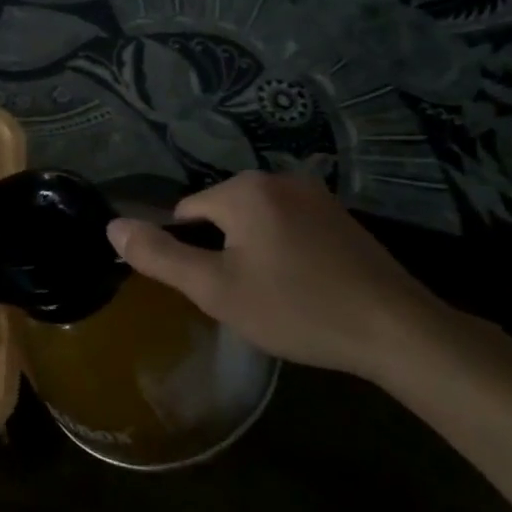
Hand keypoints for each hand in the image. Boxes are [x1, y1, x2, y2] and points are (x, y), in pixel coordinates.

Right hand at [105, 171, 451, 382]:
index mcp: (243, 190)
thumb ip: (158, 255)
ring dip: (253, 253)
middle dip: (223, 252)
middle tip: (247, 296)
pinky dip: (285, 252)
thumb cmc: (296, 308)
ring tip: (277, 296)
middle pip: (221, 215)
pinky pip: (289, 227)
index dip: (191, 254)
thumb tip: (112, 227)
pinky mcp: (342, 217)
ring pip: (255, 223)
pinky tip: (306, 287)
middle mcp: (278, 179)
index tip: (217, 289)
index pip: (185, 214)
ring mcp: (316, 195)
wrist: (399, 332)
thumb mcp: (215, 289)